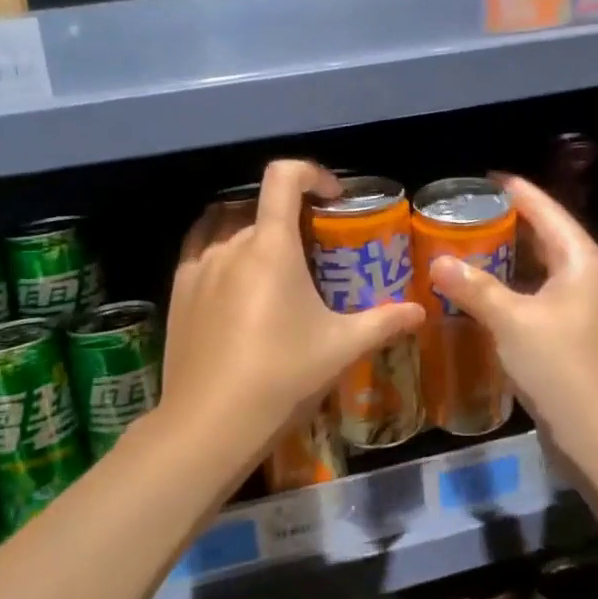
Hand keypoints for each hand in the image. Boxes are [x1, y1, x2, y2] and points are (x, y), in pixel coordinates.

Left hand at [160, 160, 423, 464]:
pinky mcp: (177, 293)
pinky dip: (223, 248)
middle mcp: (229, 245)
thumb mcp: (341, 348)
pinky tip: (237, 283)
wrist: (209, 425)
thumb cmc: (282, 376)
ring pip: (227, 226)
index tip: (334, 198)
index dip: (312, 173)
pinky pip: (201, 250)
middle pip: (260, 207)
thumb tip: (420, 311)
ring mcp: (197, 267)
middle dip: (291, 217)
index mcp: (269, 246)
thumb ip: (384, 322)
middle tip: (314, 249)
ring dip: (254, 230)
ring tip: (275, 263)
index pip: (284, 177)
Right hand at [429, 174, 597, 459]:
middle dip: (510, 223)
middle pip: (547, 237)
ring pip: (542, 269)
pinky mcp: (574, 334)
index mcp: (582, 261)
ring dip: (509, 258)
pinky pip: (539, 295)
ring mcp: (584, 308)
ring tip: (470, 244)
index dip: (517, 192)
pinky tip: (485, 292)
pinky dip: (513, 287)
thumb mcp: (512, 322)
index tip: (486, 177)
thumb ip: (474, 288)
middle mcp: (588, 277)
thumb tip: (437, 260)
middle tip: (467, 212)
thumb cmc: (561, 367)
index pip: (547, 211)